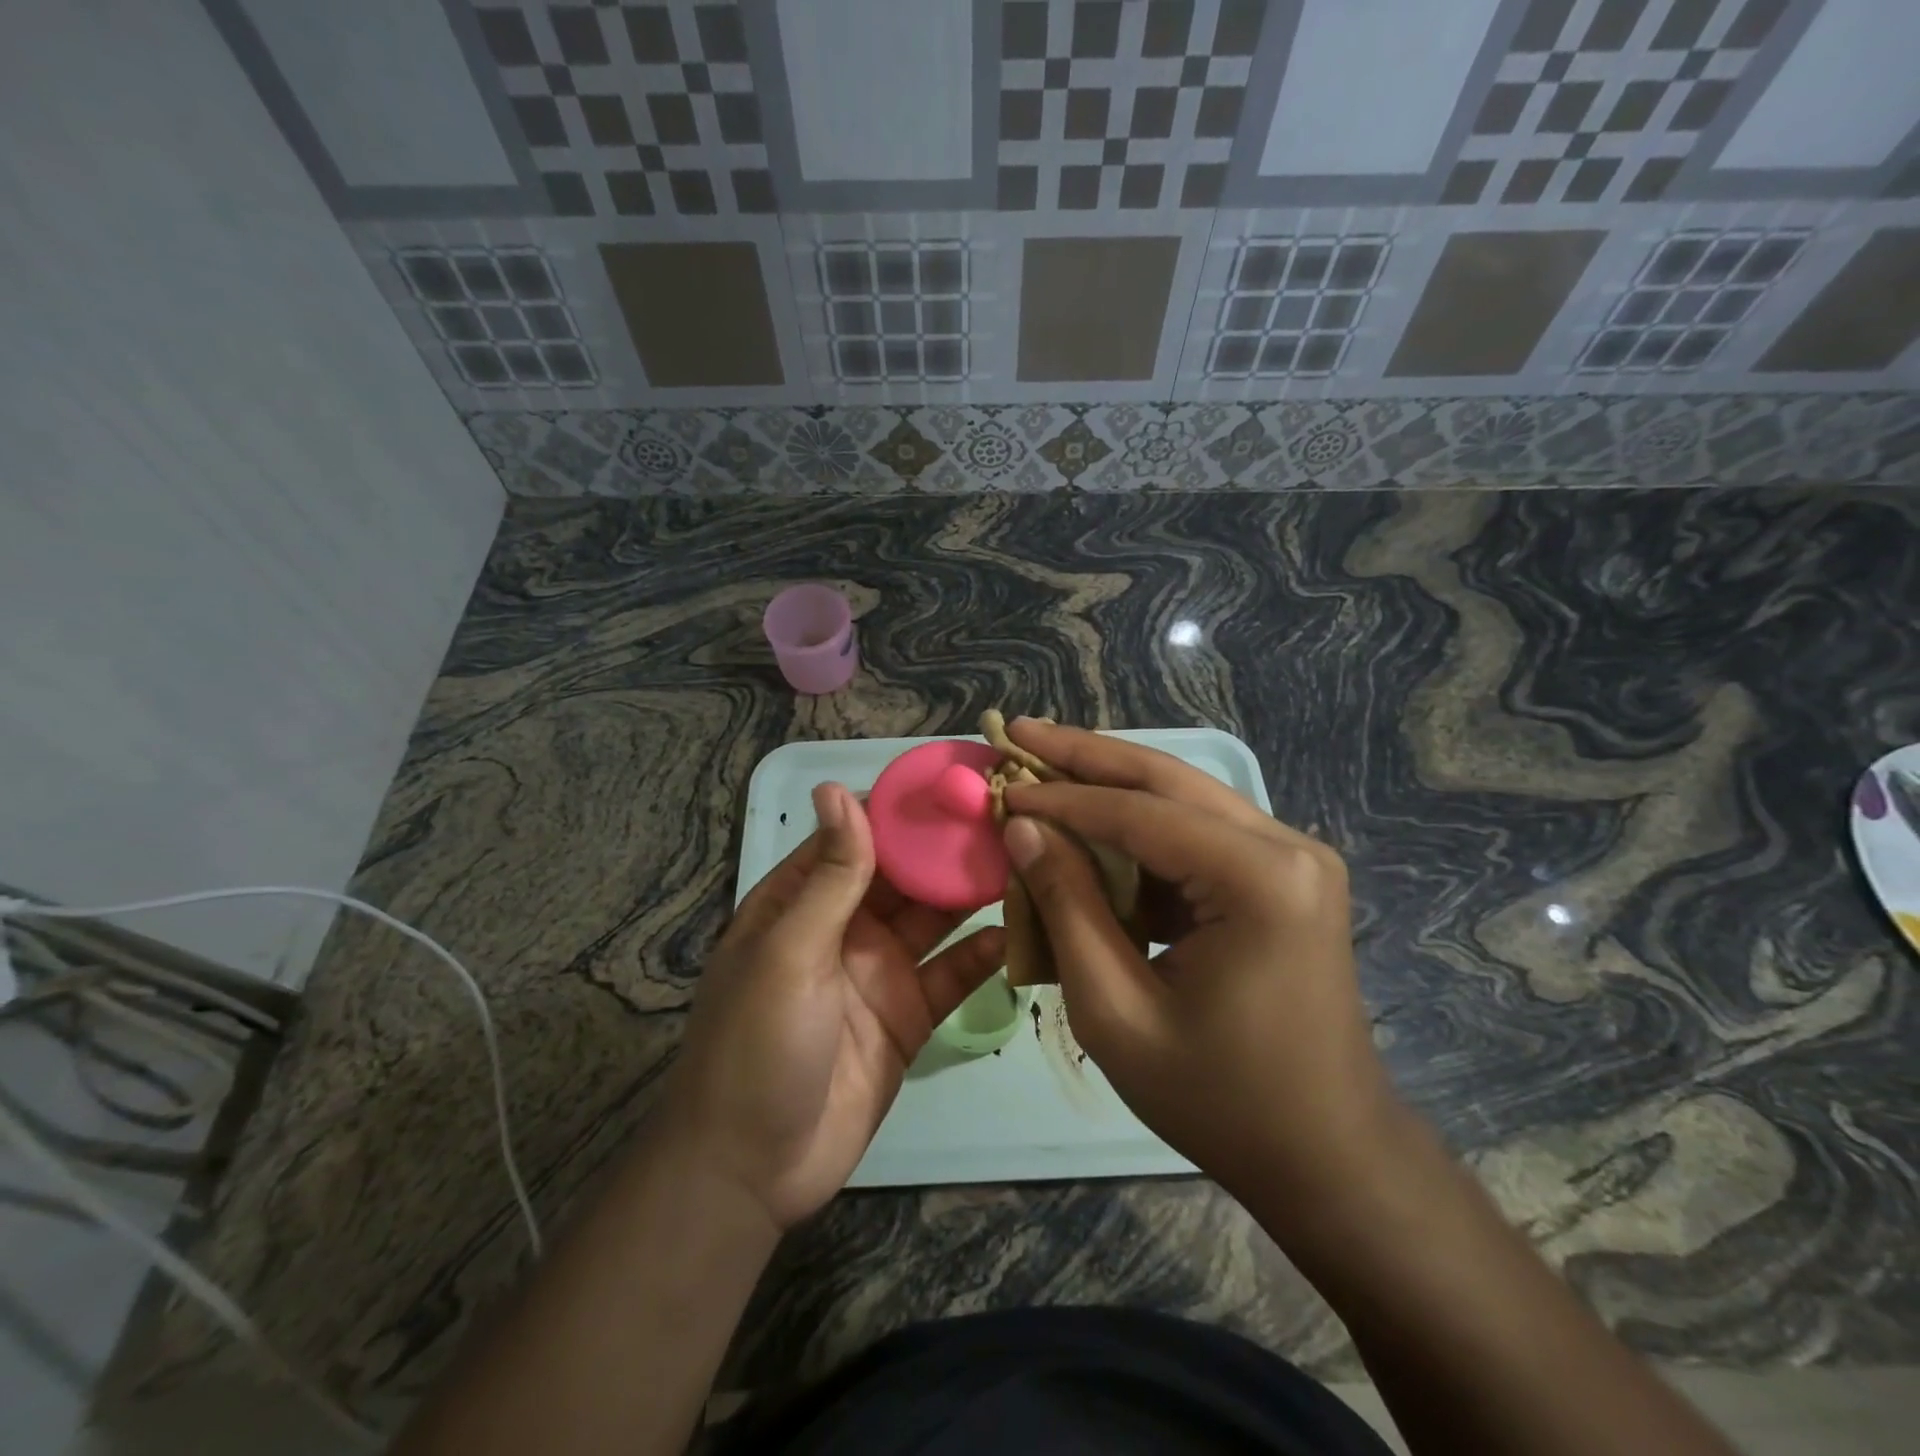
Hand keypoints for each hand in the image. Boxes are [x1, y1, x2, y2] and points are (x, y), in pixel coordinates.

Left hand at [665, 783, 1003, 1230]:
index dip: (903, 807)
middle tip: (1011, 817)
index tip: (957, 780)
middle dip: (949, 847)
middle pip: (906, 874)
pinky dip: (983, 955)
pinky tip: (1019, 932)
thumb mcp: (789, 951)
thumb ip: (829, 875)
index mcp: (804, 900)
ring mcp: (881, 970)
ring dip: (974, 893)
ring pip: (936, 918)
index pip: (859, 835)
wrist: (753, 1169)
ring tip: (1026, 860)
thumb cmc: (757, 1043)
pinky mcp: (910, 1015)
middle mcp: (846, 926)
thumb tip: (839, 788)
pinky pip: (953, 974)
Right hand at [1000, 721, 1398, 1210]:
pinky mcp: (1284, 877)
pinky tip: (1093, 824)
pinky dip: (1140, 828)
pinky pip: (1198, 833)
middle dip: (1087, 755)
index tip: (1002, 783)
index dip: (1062, 796)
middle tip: (1020, 730)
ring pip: (1183, 798)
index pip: (1139, 812)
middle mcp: (1287, 847)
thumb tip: (1024, 828)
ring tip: (1046, 763)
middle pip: (1167, 780)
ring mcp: (1293, 858)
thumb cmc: (1218, 1098)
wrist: (1326, 1155)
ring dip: (1112, 785)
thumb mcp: (1115, 1011)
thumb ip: (1068, 907)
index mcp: (1258, 881)